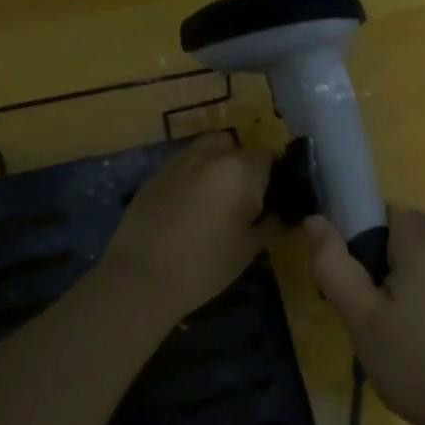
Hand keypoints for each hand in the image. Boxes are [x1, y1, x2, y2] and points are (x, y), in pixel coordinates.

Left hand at [103, 135, 282, 321]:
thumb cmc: (206, 264)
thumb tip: (282, 216)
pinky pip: (184, 165)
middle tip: (243, 201)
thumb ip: (272, 225)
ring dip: (217, 166)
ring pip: (207, 151)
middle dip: (243, 167)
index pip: (269, 157)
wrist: (142, 277)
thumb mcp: (249, 248)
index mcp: (239, 169)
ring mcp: (178, 161)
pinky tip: (188, 207)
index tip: (272, 200)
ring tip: (215, 200)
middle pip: (236, 147)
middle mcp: (210, 154)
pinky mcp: (155, 174)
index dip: (275, 177)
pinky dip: (193, 177)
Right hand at [305, 208, 424, 424]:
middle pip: (413, 234)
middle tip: (376, 311)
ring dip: (417, 278)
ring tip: (405, 328)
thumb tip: (316, 219)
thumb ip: (334, 264)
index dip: (366, 241)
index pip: (387, 213)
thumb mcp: (360, 317)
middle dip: (390, 261)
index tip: (360, 283)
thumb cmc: (411, 363)